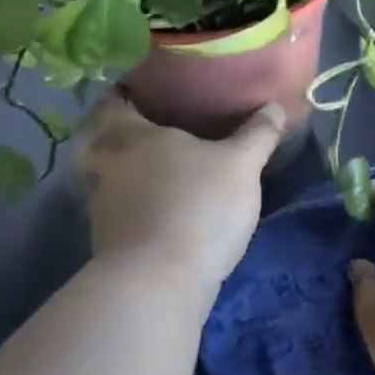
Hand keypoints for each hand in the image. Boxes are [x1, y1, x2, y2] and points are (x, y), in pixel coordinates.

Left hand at [74, 90, 284, 299]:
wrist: (157, 284)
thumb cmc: (197, 205)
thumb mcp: (241, 165)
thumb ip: (258, 134)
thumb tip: (275, 106)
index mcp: (131, 134)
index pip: (114, 102)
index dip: (125, 93)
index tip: (143, 90)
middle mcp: (107, 165)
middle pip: (100, 141)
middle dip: (119, 135)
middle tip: (150, 132)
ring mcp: (101, 207)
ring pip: (106, 179)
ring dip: (123, 175)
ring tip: (155, 173)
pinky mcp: (107, 244)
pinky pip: (116, 212)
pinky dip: (131, 208)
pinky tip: (157, 212)